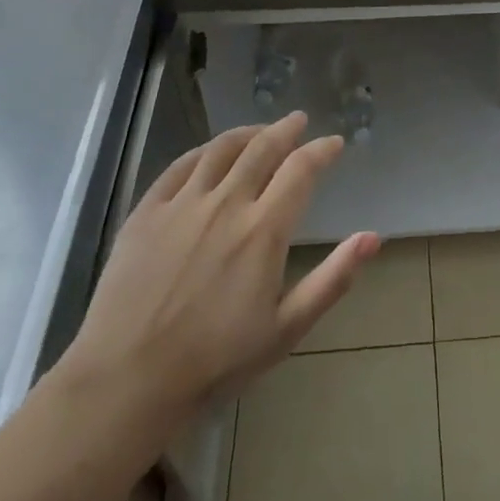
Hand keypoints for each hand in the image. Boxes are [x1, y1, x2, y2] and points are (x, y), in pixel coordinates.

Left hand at [51, 114, 377, 467]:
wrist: (126, 380)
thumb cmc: (215, 360)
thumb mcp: (286, 329)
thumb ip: (333, 279)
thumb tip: (372, 237)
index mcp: (263, 230)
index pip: (301, 170)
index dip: (321, 150)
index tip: (334, 143)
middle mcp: (226, 204)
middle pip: (262, 148)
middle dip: (286, 129)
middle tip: (298, 120)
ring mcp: (182, 204)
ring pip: (220, 149)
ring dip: (247, 133)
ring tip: (260, 130)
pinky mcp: (145, 212)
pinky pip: (179, 166)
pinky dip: (203, 152)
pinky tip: (210, 153)